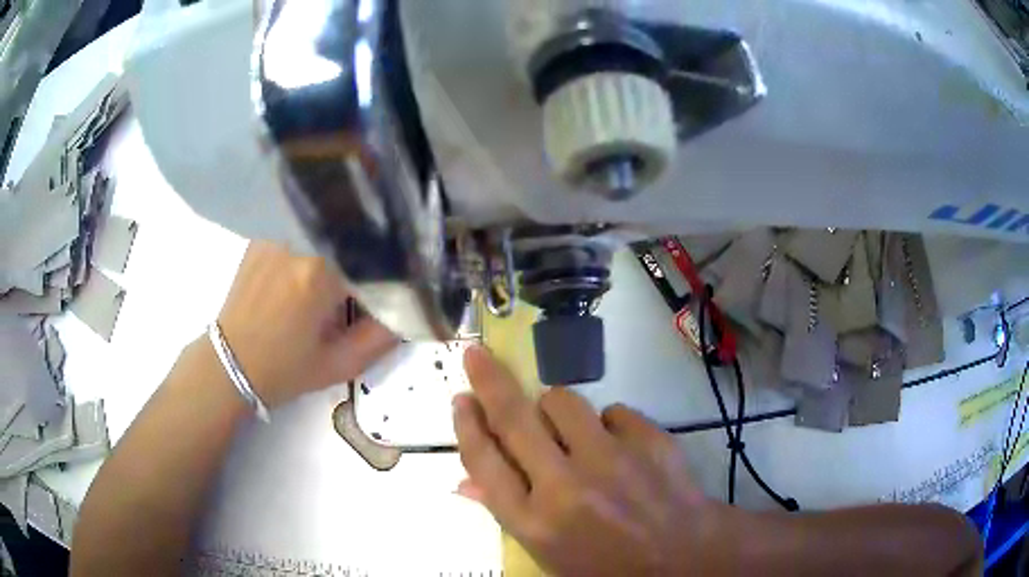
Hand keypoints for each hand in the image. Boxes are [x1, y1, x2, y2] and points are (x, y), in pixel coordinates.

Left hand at [217, 241, 396, 407]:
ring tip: (334, 279)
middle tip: (364, 288)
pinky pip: (302, 233)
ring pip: (326, 233)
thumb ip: (381, 338)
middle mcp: (299, 242)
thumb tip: (410, 310)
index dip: (388, 275)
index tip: (392, 293)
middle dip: (363, 262)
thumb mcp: (339, 365)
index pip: (373, 260)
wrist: (229, 363)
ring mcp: (277, 235)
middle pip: (350, 240)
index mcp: (320, 274)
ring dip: (338, 252)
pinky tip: (308, 270)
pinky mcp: (263, 236)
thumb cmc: (284, 370)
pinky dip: (313, 247)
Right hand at [453, 345, 742, 575]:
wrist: (684, 558)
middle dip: (489, 380)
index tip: (461, 398)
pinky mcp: (650, 440)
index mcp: (534, 523)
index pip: (485, 462)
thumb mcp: (549, 554)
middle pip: (514, 419)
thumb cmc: (608, 565)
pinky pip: (614, 411)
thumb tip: (464, 483)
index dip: (467, 426)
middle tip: (477, 355)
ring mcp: (612, 460)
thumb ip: (507, 514)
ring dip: (556, 408)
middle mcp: (566, 487)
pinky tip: (619, 448)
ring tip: (569, 432)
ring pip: (564, 401)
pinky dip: (609, 425)